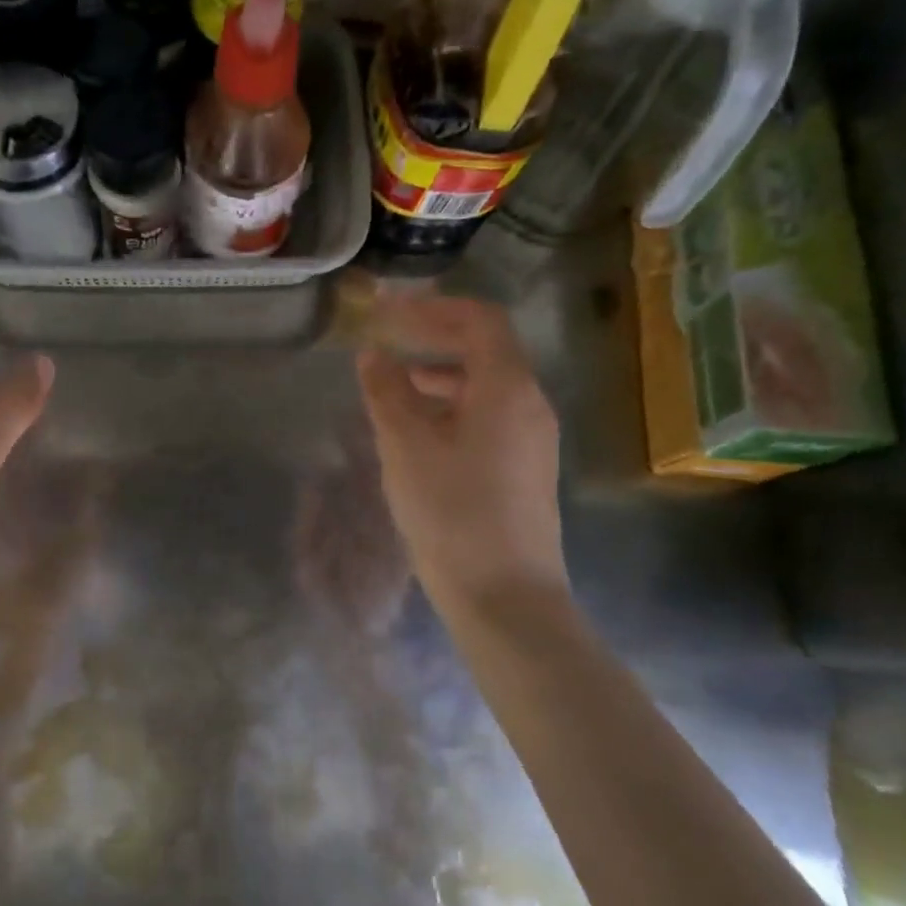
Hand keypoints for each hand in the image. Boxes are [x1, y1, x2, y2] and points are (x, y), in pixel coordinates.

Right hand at [356, 293, 566, 617]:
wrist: (505, 597)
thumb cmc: (453, 513)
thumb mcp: (406, 447)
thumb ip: (387, 392)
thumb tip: (373, 354)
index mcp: (507, 388)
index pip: (479, 320)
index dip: (431, 309)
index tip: (386, 314)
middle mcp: (529, 404)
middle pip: (485, 350)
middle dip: (432, 340)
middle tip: (386, 343)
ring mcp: (531, 439)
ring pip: (484, 387)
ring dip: (439, 376)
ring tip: (392, 388)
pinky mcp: (524, 469)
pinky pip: (487, 418)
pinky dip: (451, 409)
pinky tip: (418, 434)